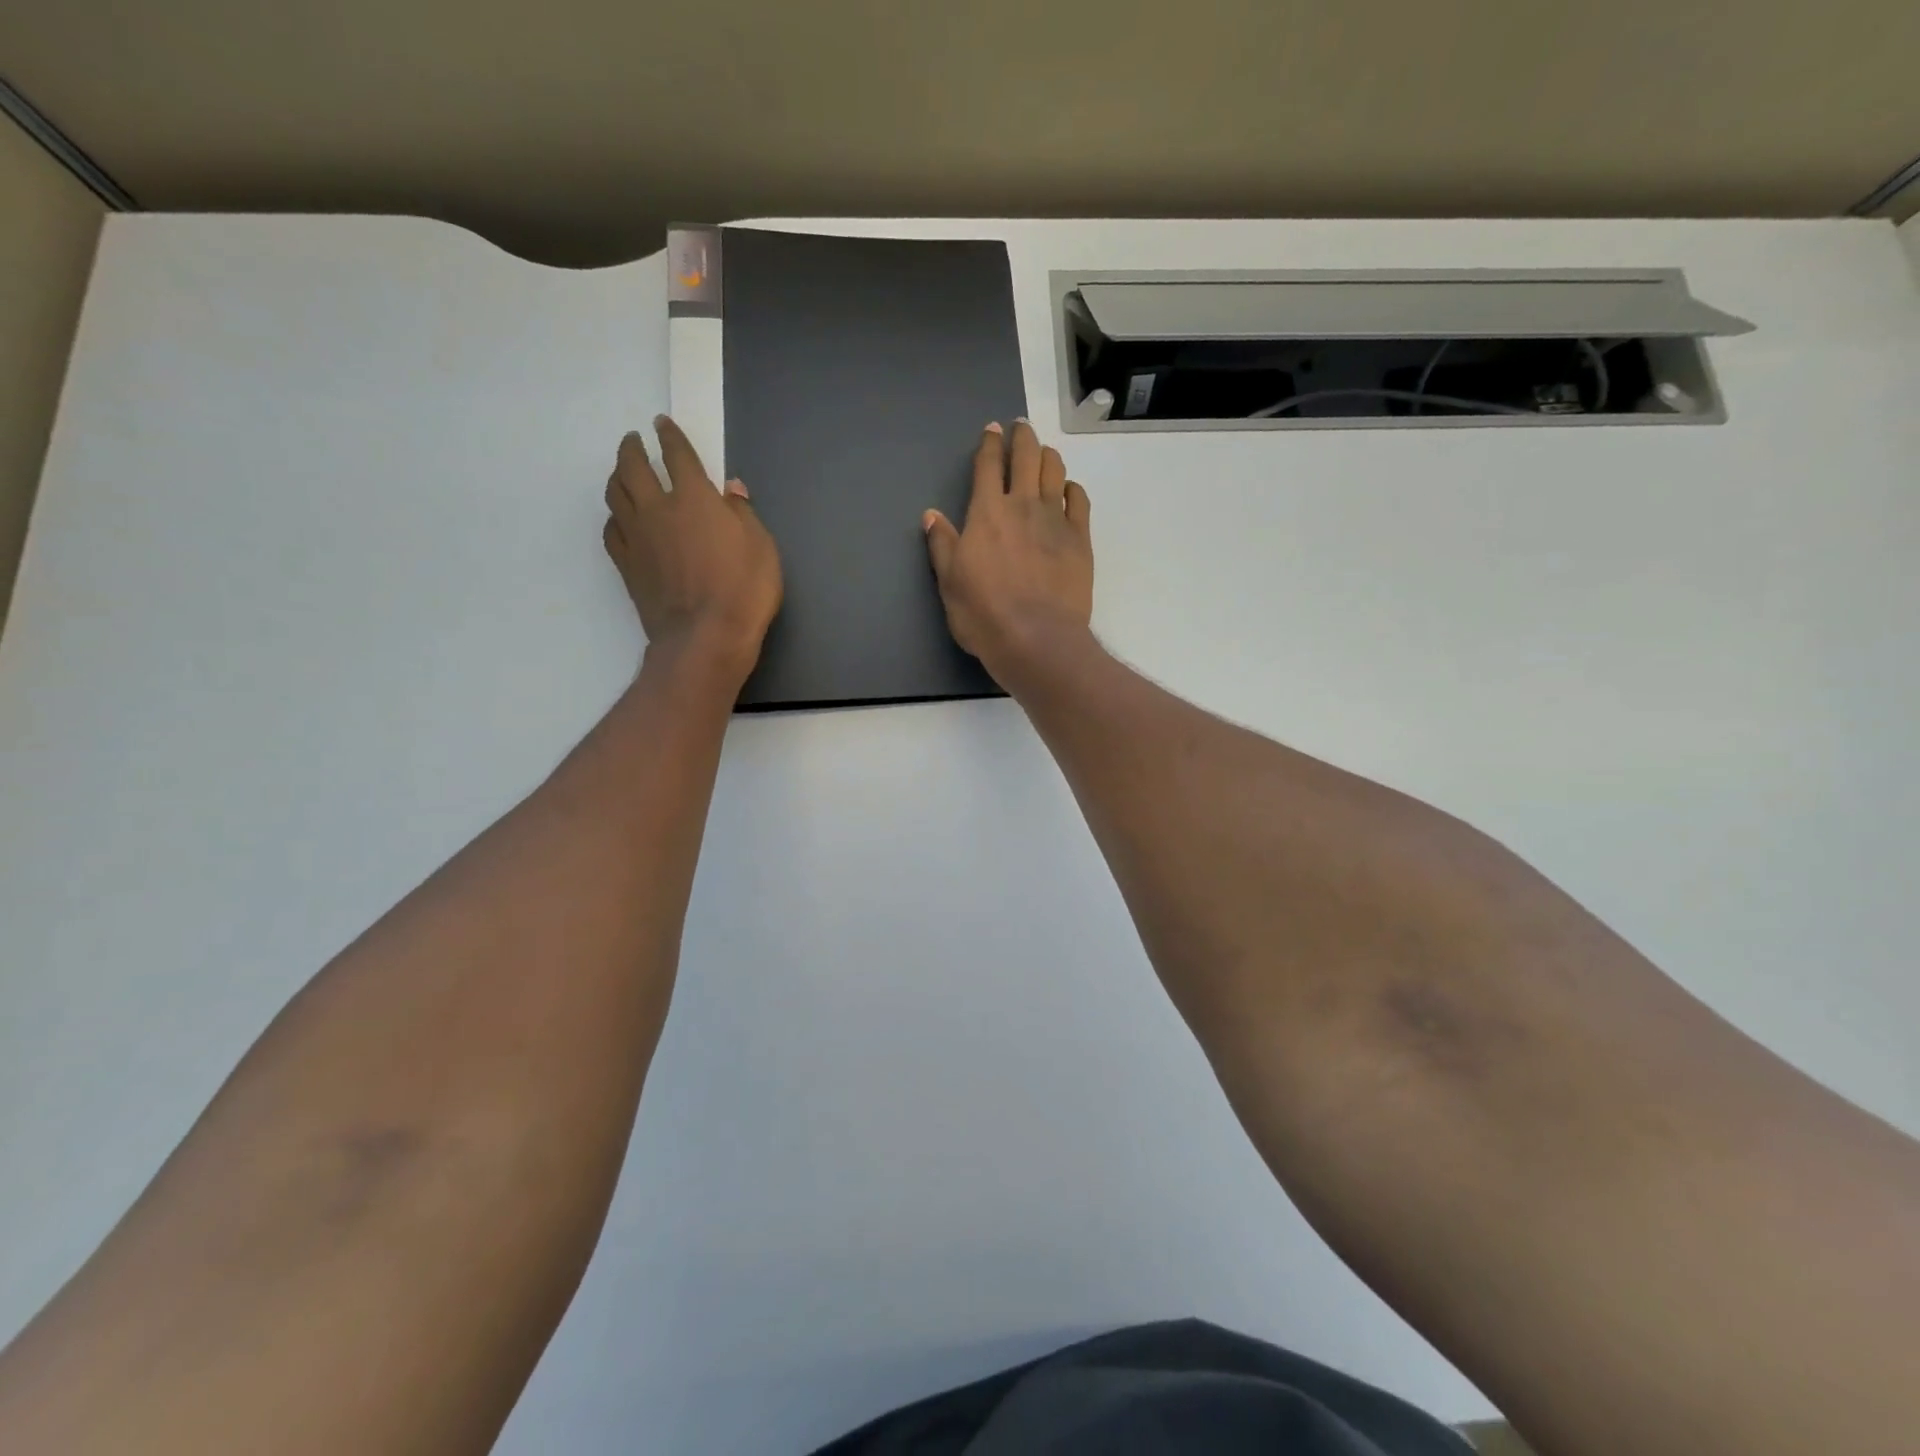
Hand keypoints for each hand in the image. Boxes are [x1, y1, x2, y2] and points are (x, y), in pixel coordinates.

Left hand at [604, 416, 782, 681]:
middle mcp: (658, 509)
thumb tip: (730, 490)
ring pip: (615, 495)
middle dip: (632, 449)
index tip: (662, 425)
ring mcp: (638, 538)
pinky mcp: (627, 565)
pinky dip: (614, 517)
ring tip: (621, 472)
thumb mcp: (762, 547)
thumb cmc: (744, 590)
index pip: (677, 456)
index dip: (669, 437)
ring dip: (616, 477)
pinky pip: (612, 530)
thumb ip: (743, 514)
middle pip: (633, 467)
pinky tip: (619, 519)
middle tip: (633, 441)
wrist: (705, 637)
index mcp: (695, 498)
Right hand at [923, 420, 1092, 680]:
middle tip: (1021, 428)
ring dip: (1048, 456)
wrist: (1036, 639)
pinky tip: (1068, 489)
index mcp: (986, 513)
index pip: (988, 466)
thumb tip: (931, 515)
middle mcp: (1022, 506)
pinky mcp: (1080, 539)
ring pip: (1054, 471)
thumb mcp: (949, 582)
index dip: (989, 444)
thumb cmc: (984, 614)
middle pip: (1026, 457)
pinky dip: (1072, 488)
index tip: (992, 429)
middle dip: (1022, 437)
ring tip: (1044, 452)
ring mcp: (1055, 520)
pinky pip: (1079, 501)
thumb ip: (942, 544)